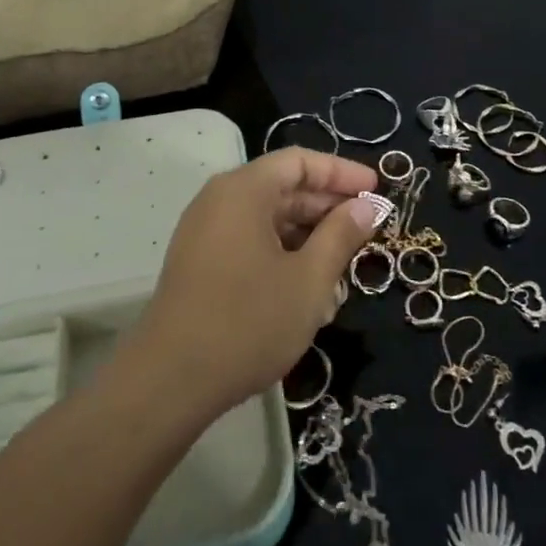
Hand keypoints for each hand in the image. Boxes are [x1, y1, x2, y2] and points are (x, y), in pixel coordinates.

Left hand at [133, 147, 381, 418]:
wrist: (168, 384)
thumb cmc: (247, 322)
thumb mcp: (309, 279)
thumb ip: (341, 235)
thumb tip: (367, 206)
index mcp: (244, 190)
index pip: (300, 162)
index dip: (342, 172)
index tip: (377, 190)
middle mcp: (220, 200)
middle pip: (283, 187)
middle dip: (328, 208)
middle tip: (367, 231)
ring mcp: (205, 233)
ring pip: (268, 219)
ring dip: (308, 237)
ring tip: (343, 269)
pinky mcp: (199, 264)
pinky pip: (250, 242)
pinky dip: (282, 254)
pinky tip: (307, 290)